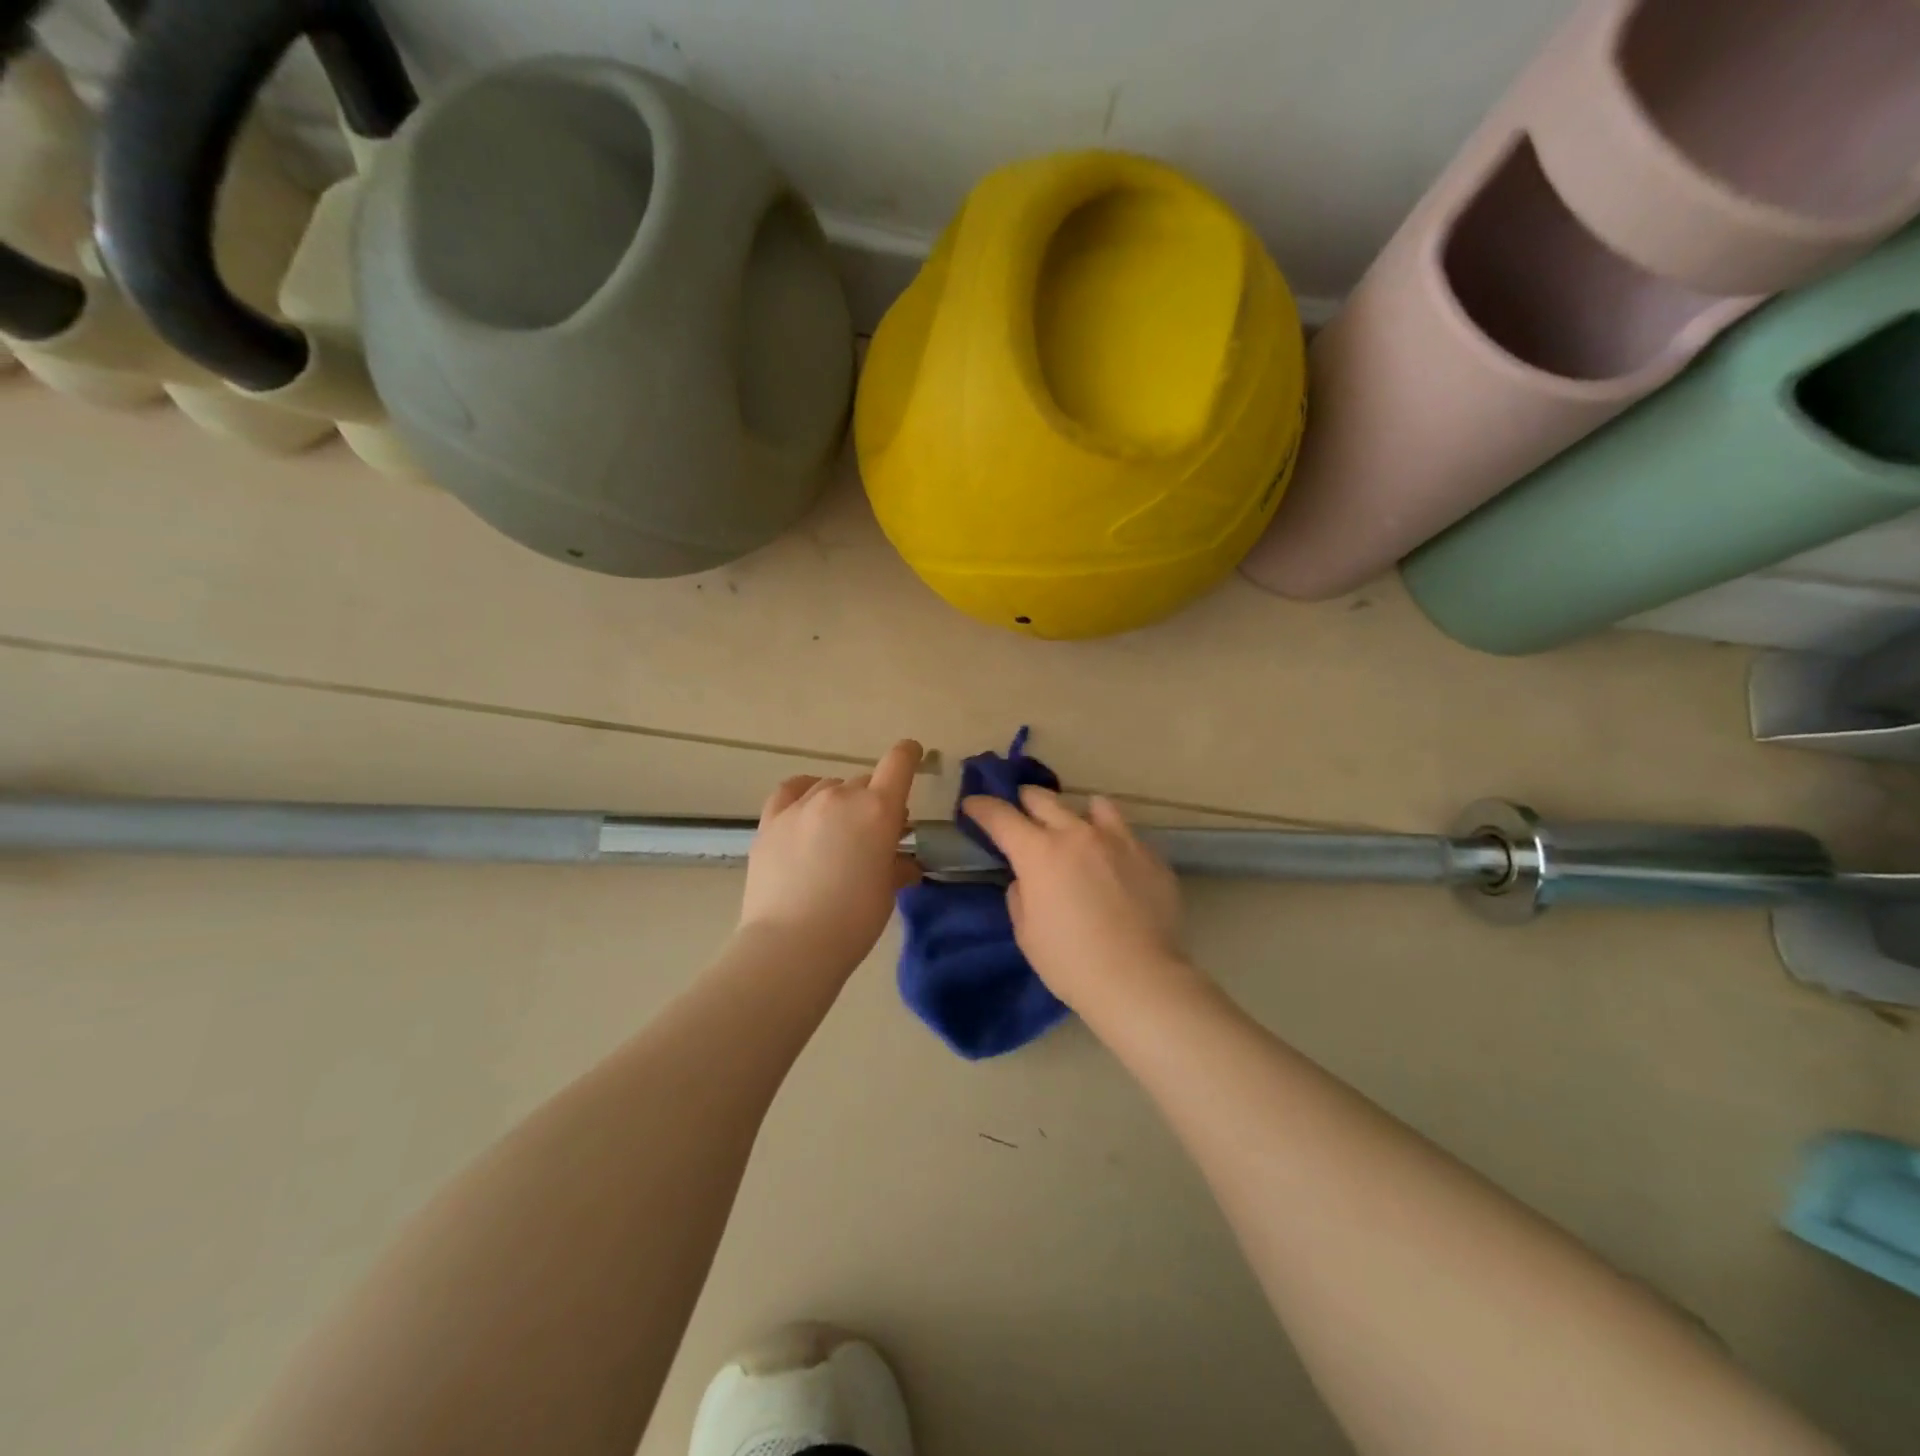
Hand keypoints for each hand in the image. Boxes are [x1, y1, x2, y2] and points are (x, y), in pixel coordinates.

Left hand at [739, 739, 922, 968]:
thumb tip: (903, 862)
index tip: (914, 755)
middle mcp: (840, 797)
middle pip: (864, 782)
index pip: (899, 764)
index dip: (909, 755)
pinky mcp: (771, 821)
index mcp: (878, 810)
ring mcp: (801, 806)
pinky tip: (806, 804)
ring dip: (841, 802)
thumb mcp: (886, 892)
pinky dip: (804, 791)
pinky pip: (791, 790)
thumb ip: (896, 866)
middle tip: (875, 833)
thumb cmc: (853, 921)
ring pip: (829, 787)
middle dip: (874, 801)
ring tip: (839, 831)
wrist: (791, 944)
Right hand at [961, 788, 1199, 1016]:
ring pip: (1094, 805)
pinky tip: (1115, 867)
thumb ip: (1021, 895)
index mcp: (1039, 852)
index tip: (973, 805)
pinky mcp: (1150, 856)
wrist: (1139, 979)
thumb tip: (1028, 879)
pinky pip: (1126, 835)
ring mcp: (1119, 840)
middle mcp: (1077, 834)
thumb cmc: (1070, 962)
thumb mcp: (1026, 933)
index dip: (982, 807)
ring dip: (1076, 814)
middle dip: (1025, 802)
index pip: (1000, 816)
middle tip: (1021, 814)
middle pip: (1043, 798)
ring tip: (1077, 831)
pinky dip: (1112, 842)